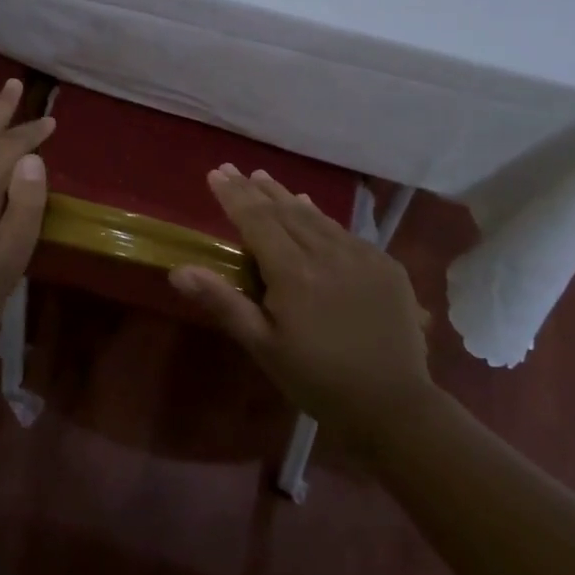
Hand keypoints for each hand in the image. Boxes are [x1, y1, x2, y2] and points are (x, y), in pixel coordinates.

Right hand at [170, 166, 433, 442]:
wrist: (395, 406)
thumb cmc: (318, 380)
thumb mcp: (264, 347)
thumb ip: (224, 303)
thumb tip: (179, 270)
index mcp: (293, 272)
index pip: (256, 220)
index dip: (234, 196)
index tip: (215, 174)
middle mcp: (327, 252)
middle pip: (284, 211)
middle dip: (255, 189)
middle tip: (234, 169)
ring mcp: (360, 255)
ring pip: (314, 216)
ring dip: (286, 196)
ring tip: (264, 178)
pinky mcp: (385, 264)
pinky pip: (343, 231)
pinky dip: (320, 216)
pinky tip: (311, 209)